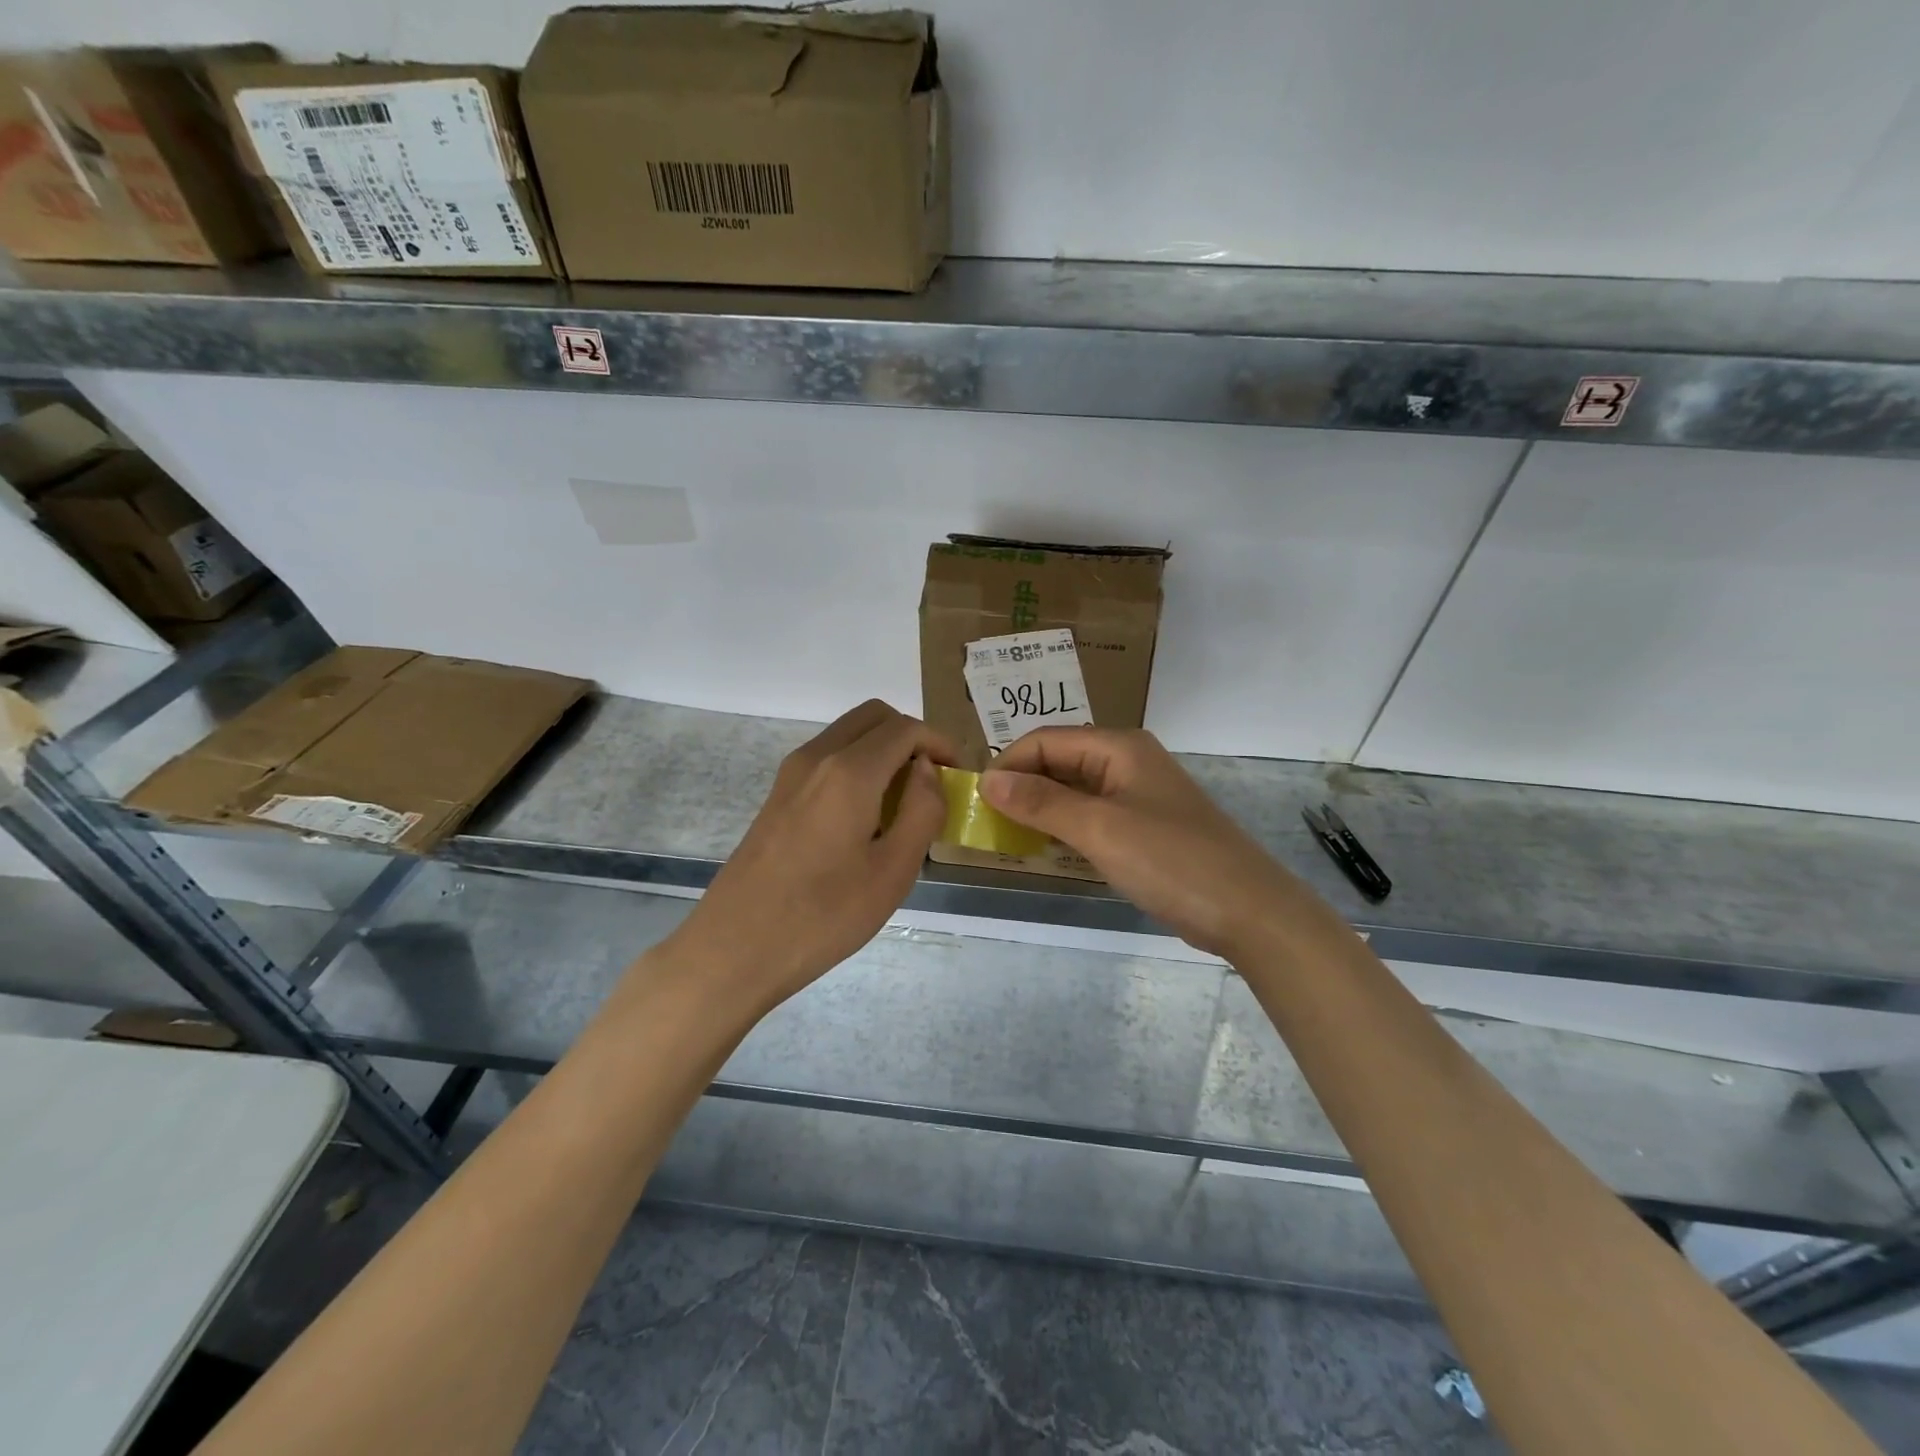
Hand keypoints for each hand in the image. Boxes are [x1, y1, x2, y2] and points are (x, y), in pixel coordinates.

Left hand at [668, 700, 956, 1009]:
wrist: (735, 948)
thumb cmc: (824, 915)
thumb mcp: (893, 870)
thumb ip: (922, 810)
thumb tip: (927, 770)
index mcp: (849, 771)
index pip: (905, 728)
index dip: (940, 743)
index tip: (960, 774)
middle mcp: (817, 757)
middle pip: (874, 716)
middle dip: (912, 736)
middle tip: (934, 779)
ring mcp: (791, 773)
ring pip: (848, 734)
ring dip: (883, 749)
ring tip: (906, 800)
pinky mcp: (778, 794)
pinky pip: (828, 757)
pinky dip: (858, 764)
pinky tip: (868, 815)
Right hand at [980, 727, 1300, 956]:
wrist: (1246, 910)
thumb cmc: (1170, 860)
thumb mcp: (1099, 828)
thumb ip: (1041, 802)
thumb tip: (988, 780)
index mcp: (1118, 747)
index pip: (1046, 740)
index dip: (1009, 765)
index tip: (979, 801)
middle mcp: (1127, 761)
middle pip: (1059, 761)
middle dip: (1022, 786)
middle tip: (989, 822)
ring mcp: (1137, 794)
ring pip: (1073, 790)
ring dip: (1041, 808)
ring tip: (1009, 835)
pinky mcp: (1143, 826)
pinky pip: (1091, 815)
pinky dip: (1065, 827)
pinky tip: (1047, 848)